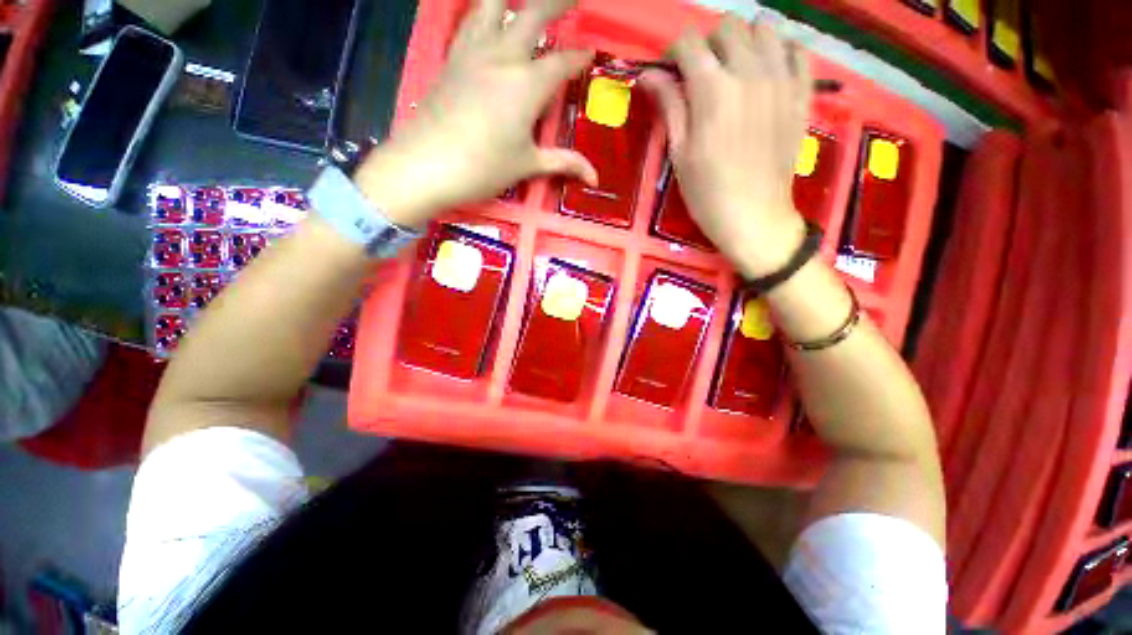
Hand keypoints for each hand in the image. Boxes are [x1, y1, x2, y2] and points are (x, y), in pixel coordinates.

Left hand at [353, 0, 596, 227]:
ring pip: (493, 5)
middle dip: (557, 2)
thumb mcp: (528, 165)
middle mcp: (502, 57)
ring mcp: (473, 53)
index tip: (590, 54)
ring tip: (524, 1)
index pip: (562, 63)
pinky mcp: (451, 58)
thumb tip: (594, 177)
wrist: (427, 165)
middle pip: (533, 14)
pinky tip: (487, 16)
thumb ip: (563, 163)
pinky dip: (483, 12)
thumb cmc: (483, 168)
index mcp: (527, 85)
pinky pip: (470, 21)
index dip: (579, 58)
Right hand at [640, 16, 810, 278]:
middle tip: (702, 74)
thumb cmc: (707, 193)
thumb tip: (648, 75)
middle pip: (727, 27)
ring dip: (743, 41)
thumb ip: (669, 106)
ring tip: (734, 69)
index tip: (670, 73)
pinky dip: (780, 50)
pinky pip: (797, 49)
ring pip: (764, 28)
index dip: (674, 53)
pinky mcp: (802, 94)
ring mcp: (782, 80)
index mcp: (713, 90)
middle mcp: (750, 72)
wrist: (755, 217)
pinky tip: (768, 70)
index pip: (689, 43)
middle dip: (708, 43)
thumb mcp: (679, 154)